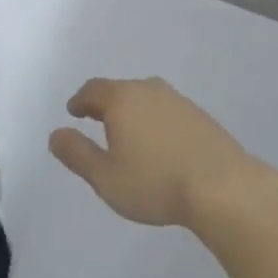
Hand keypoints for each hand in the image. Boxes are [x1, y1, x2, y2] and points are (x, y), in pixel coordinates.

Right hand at [49, 76, 266, 227]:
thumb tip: (55, 134)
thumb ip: (77, 153)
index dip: (80, 100)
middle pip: (120, 90)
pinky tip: (160, 144)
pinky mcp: (200, 116)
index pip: (93, 90)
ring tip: (129, 135)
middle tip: (97, 122)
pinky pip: (167, 112)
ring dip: (133, 113)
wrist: (222, 187)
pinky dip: (156, 122)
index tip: (73, 112)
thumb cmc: (155, 182)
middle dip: (106, 105)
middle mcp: (149, 90)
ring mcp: (178, 101)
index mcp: (122, 99)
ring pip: (146, 99)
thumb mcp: (105, 177)